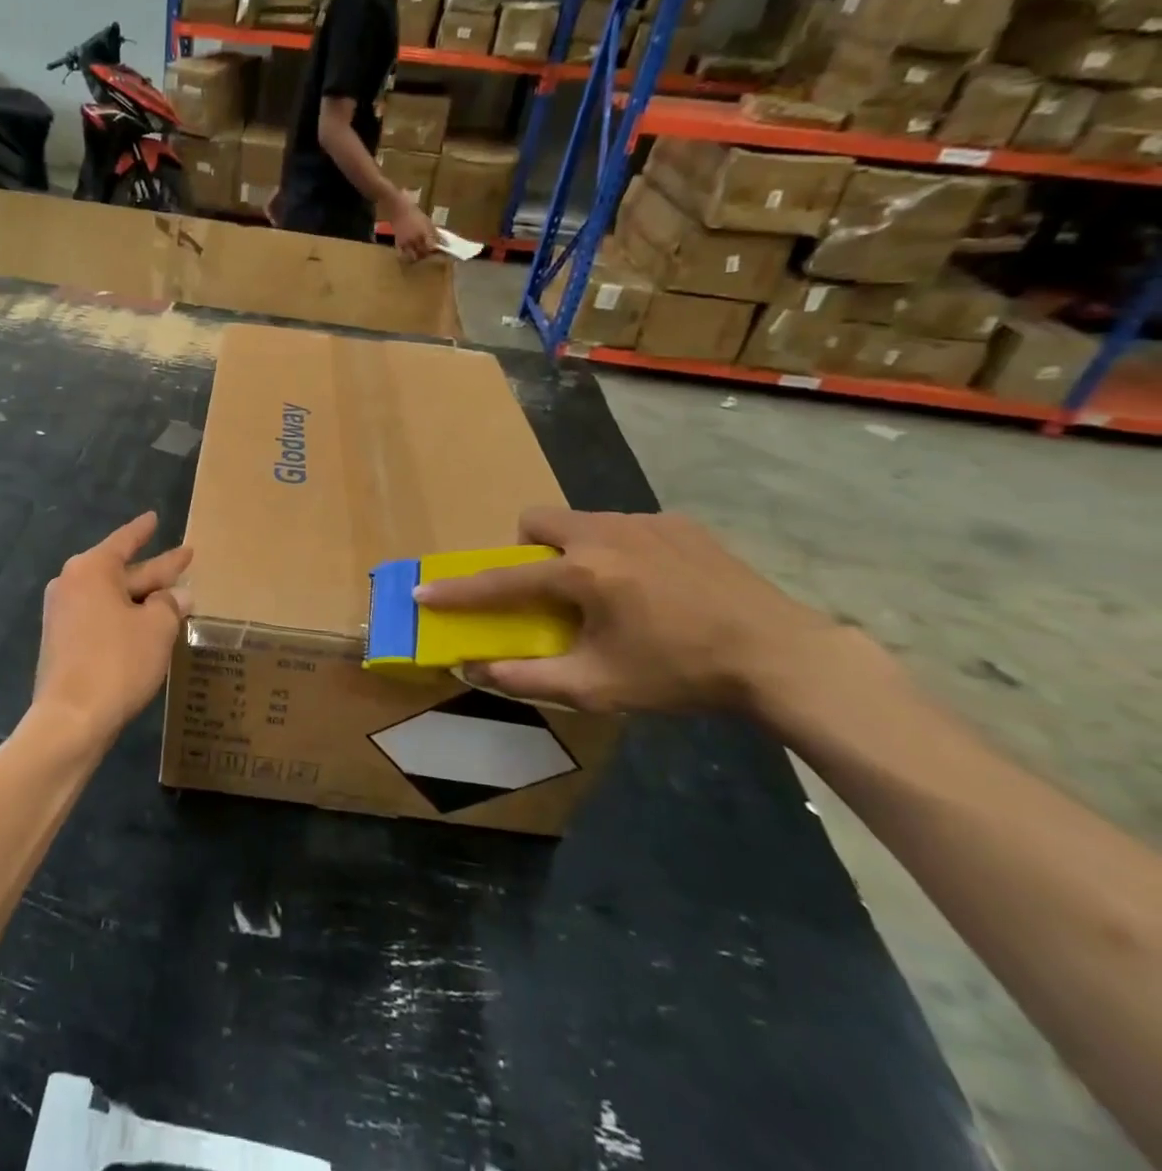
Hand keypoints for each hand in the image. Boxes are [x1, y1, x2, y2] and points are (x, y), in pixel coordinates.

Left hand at [31, 513, 192, 748]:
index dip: (144, 530)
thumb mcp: (156, 628)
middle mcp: (71, 584)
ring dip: (141, 598)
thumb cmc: (117, 662)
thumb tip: (179, 596)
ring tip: (173, 596)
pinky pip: (100, 617)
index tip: (154, 517)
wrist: (70, 719)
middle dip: (155, 569)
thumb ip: (170, 605)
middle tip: (185, 559)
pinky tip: (146, 626)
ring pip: (112, 597)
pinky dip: (124, 618)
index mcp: (91, 569)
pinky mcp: (62, 642)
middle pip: (121, 571)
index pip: (125, 541)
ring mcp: (63, 614)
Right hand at [390, 195, 438, 260]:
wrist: (399, 209)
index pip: (432, 247)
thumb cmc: (415, 213)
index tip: (437, 249)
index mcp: (424, 233)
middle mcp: (416, 240)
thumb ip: (434, 233)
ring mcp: (406, 243)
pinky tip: (409, 254)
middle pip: (424, 254)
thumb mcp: (427, 221)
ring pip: (413, 257)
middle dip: (427, 254)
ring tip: (419, 253)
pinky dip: (406, 256)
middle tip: (429, 251)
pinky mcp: (398, 244)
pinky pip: (402, 254)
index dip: (435, 250)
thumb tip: (442, 242)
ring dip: (417, 257)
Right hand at [414, 509, 841, 715]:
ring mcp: (646, 521)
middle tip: (547, 587)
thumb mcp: (600, 686)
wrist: (781, 656)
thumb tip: (475, 669)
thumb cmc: (681, 673)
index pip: (504, 579)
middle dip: (526, 548)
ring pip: (582, 521)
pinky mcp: (679, 522)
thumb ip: (529, 678)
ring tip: (606, 591)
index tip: (424, 592)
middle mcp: (607, 533)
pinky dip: (617, 549)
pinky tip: (652, 586)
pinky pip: (625, 526)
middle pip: (538, 519)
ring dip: (572, 549)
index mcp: (584, 573)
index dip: (460, 590)